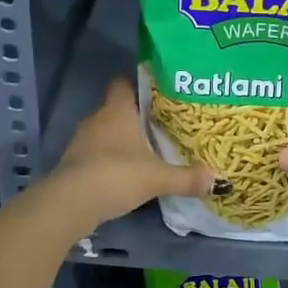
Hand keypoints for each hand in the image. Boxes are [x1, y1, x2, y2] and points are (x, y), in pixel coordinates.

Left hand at [53, 77, 212, 223]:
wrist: (69, 204)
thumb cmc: (116, 175)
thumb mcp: (157, 177)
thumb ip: (187, 178)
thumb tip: (218, 181)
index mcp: (117, 110)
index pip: (123, 83)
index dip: (138, 85)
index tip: (158, 94)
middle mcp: (97, 119)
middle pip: (117, 109)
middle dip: (136, 118)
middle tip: (162, 126)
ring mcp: (81, 142)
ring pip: (106, 133)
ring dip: (122, 141)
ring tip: (147, 152)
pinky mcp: (74, 164)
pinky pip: (96, 154)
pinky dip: (110, 161)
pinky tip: (126, 174)